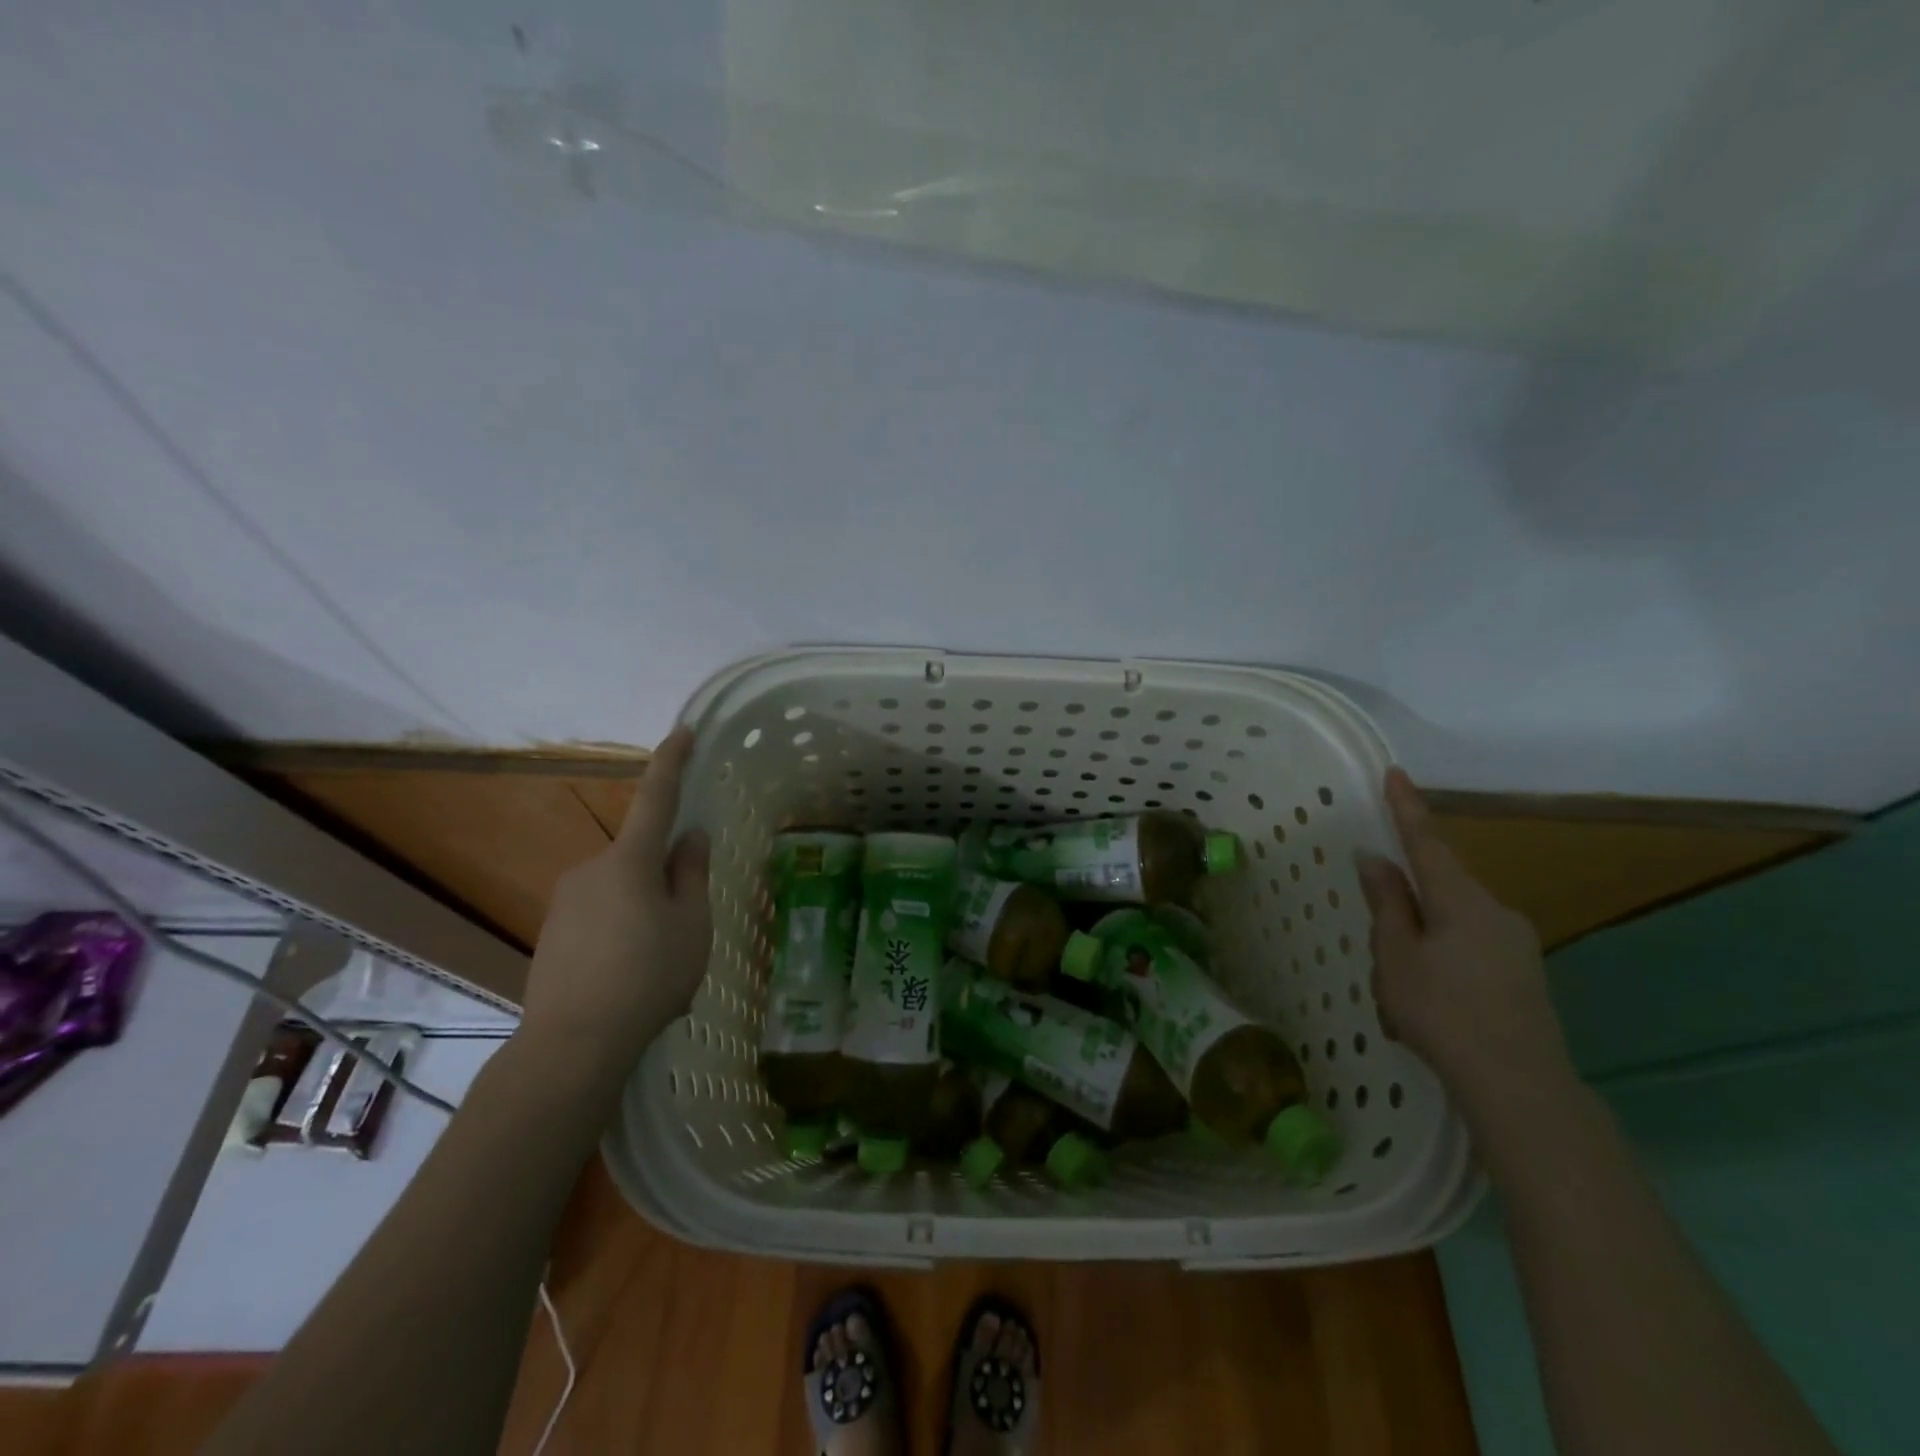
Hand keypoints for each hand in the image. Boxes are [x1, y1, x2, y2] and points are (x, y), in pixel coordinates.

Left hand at [518, 728, 712, 1081]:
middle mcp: (591, 869)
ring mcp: (566, 902)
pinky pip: (600, 916)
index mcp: (630, 861)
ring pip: (621, 890)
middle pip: (640, 857)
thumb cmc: (647, 976)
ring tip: (660, 962)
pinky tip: (630, 975)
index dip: (672, 762)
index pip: (656, 797)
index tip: (684, 731)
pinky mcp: (552, 933)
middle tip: (687, 924)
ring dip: (644, 909)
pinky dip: (621, 931)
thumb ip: (692, 875)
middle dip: (665, 877)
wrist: (572, 1043)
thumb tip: (690, 838)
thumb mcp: (691, 924)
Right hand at [1355, 767, 1573, 1113]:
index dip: (1407, 808)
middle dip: (1405, 907)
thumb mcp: (1396, 956)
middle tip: (1381, 954)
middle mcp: (1496, 911)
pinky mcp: (1524, 975)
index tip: (1395, 773)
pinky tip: (1430, 1006)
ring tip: (1400, 995)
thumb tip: (1376, 859)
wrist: (1521, 1086)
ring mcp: (1516, 944)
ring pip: (1452, 925)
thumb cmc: (1443, 1012)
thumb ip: (1388, 904)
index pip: (1426, 842)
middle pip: (1439, 889)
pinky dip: (1442, 964)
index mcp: (1461, 900)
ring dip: (1421, 943)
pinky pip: (1470, 950)